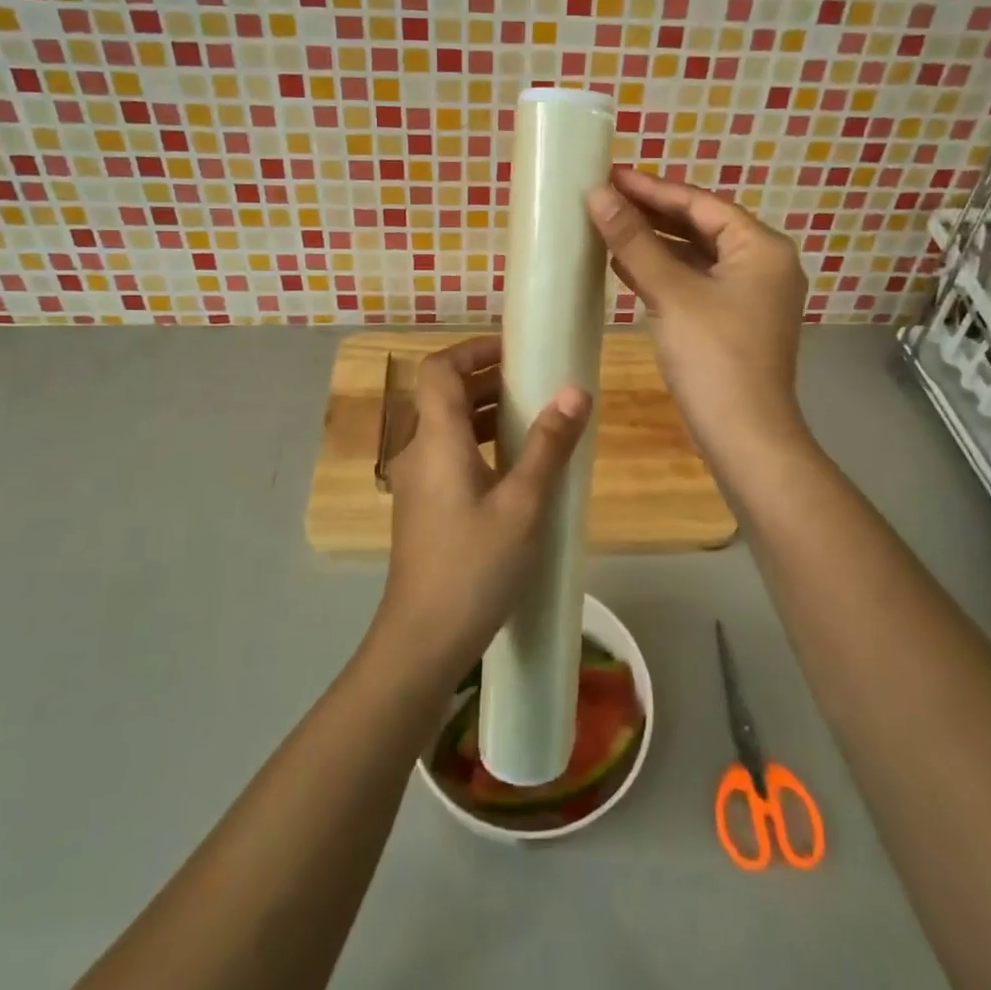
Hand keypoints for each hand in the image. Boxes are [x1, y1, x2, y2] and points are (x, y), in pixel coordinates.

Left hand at [375, 336, 590, 688]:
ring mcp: (416, 482)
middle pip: (444, 394)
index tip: (514, 350)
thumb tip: (574, 391)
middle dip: (487, 379)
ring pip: (446, 426)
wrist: (423, 640)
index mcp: (436, 439)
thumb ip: (548, 445)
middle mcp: (418, 451)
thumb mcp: (523, 504)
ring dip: (484, 412)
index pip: (439, 369)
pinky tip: (514, 468)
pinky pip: (448, 455)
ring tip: (532, 418)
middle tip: (535, 382)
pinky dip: (478, 443)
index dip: (473, 349)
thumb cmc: (475, 567)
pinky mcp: (422, 507)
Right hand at [586, 168, 809, 477]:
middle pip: (701, 227)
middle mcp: (764, 265)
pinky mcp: (733, 322)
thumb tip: (597, 195)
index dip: (653, 189)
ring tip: (607, 226)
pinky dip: (662, 273)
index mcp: (762, 248)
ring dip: (654, 244)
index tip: (611, 176)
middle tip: (604, 198)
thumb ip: (634, 241)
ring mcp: (750, 296)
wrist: (744, 437)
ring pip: (696, 257)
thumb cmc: (714, 357)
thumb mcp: (671, 293)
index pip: (701, 204)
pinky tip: (625, 268)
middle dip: (652, 214)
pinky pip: (695, 283)